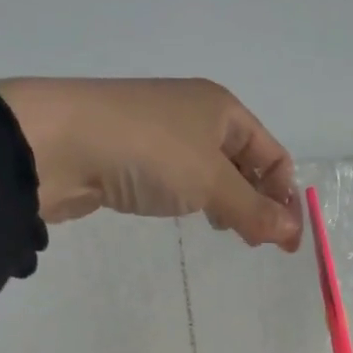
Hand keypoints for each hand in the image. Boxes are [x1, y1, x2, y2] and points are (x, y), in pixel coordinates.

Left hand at [0, 78, 300, 249]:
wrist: (58, 143)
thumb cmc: (148, 152)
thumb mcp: (210, 182)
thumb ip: (253, 209)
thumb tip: (293, 233)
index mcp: (222, 109)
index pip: (273, 154)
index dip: (285, 196)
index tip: (287, 242)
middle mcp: (197, 115)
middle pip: (245, 163)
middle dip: (259, 202)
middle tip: (258, 243)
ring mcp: (164, 135)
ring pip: (213, 174)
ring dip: (229, 204)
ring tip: (229, 234)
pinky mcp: (135, 157)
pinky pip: (181, 180)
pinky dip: (197, 201)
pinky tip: (192, 218)